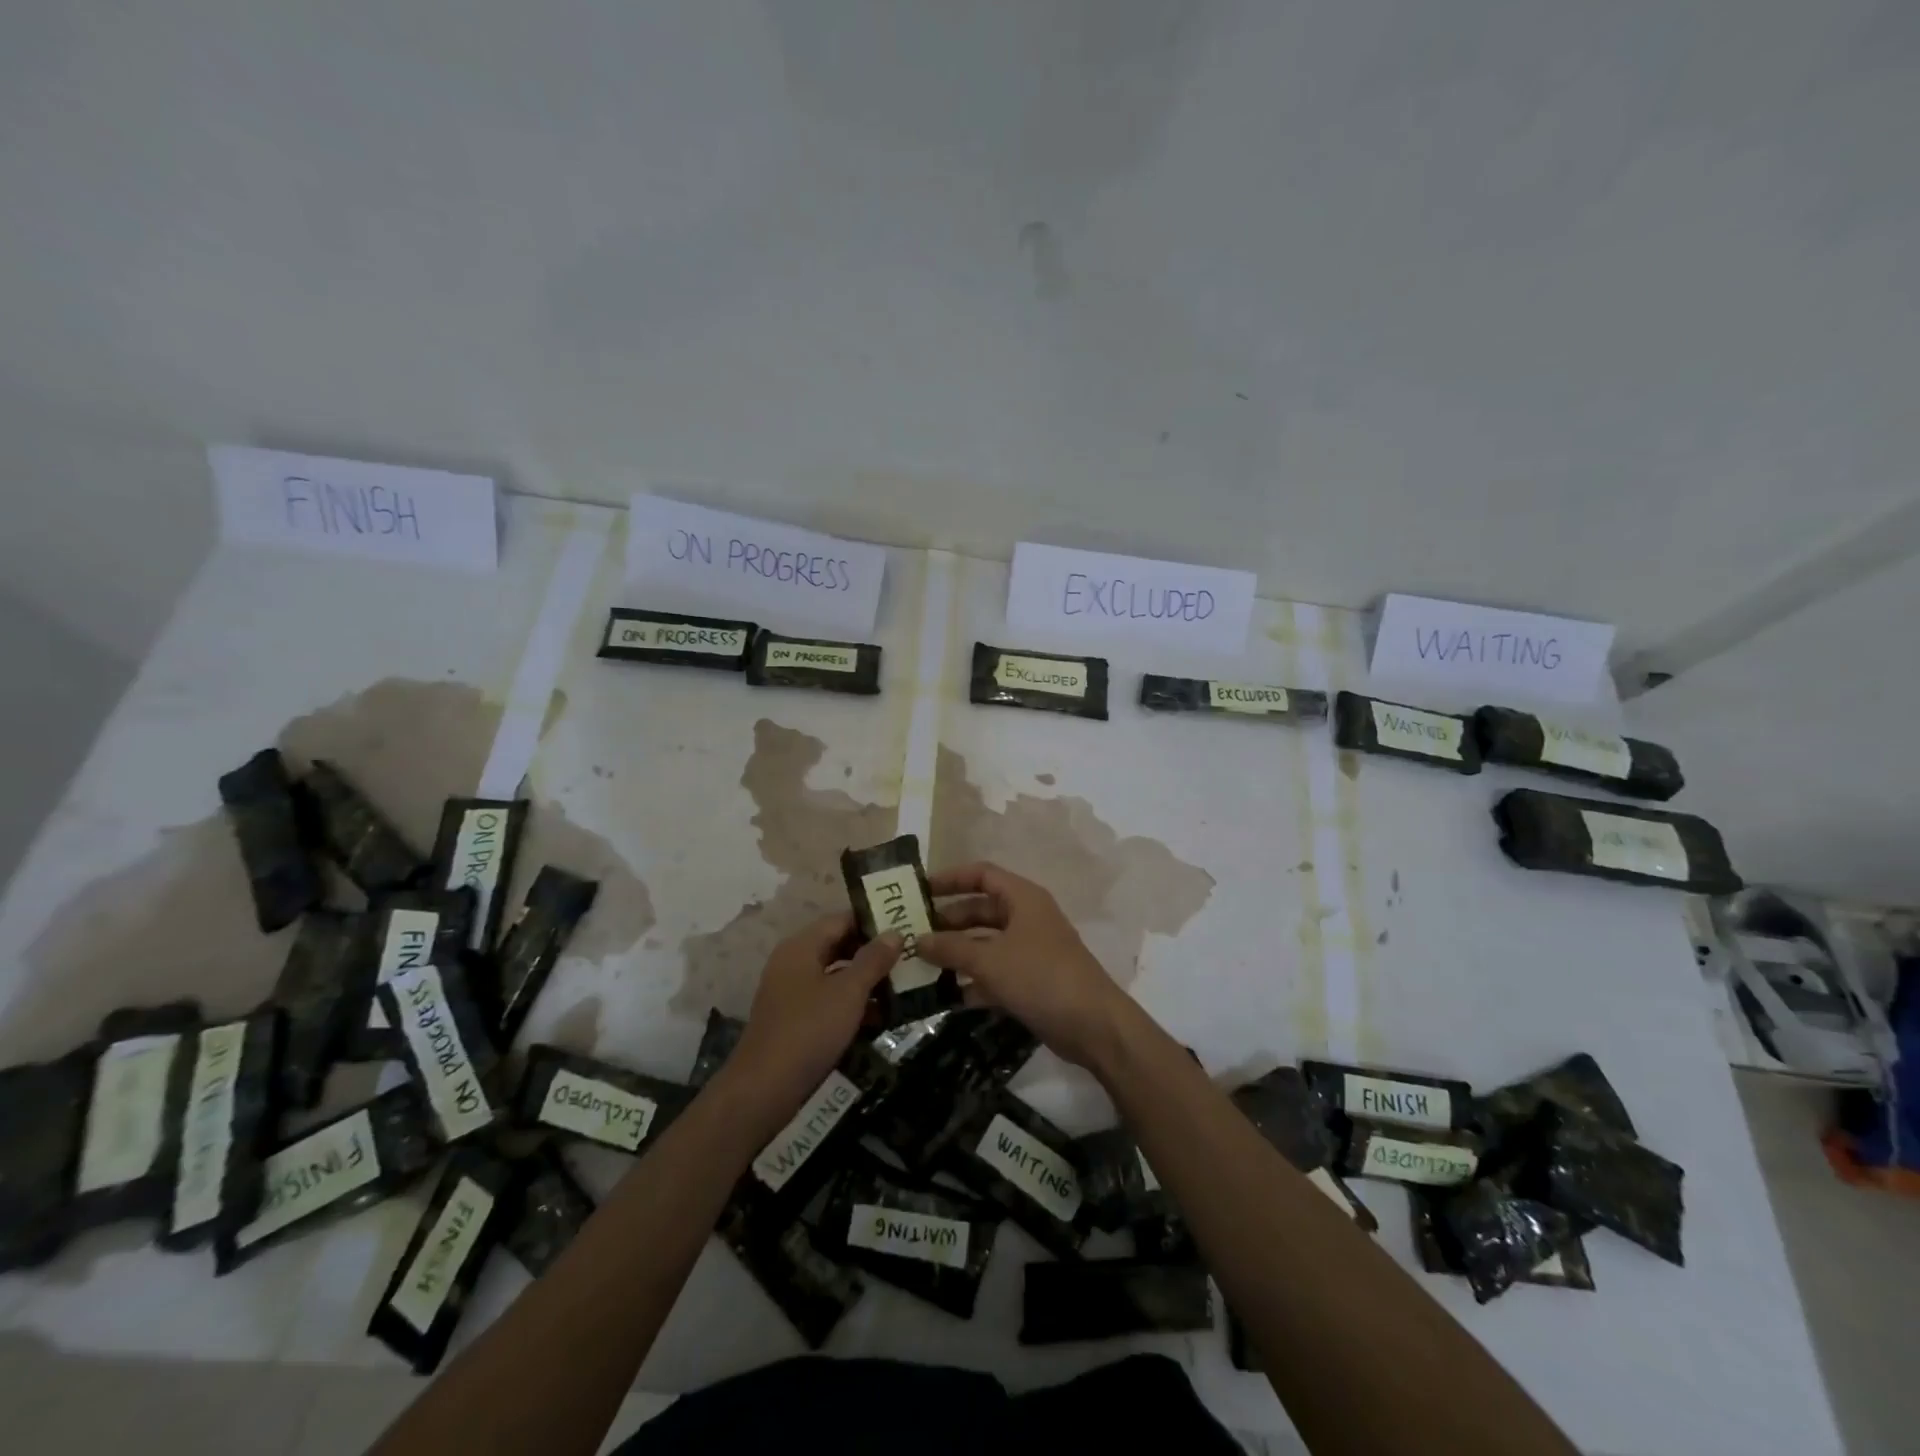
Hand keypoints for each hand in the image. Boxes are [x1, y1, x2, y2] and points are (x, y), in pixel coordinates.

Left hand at [728, 913, 900, 1112]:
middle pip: (838, 945)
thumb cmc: (809, 1030)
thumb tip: (895, 933)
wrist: (765, 1089)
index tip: (905, 926)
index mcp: (801, 947)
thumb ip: (873, 960)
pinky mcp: (796, 1020)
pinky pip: (829, 1000)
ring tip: (903, 985)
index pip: (841, 919)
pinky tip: (881, 1016)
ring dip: (866, 980)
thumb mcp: (848, 992)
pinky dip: (853, 1004)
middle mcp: (793, 963)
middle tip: (909, 956)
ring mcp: (792, 993)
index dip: (873, 921)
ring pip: (836, 975)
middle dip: (873, 952)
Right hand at [916, 861, 1128, 1068]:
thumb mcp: (990, 960)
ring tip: (921, 965)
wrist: (1093, 1026)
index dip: (950, 879)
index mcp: (1023, 898)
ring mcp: (1030, 951)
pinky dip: (973, 981)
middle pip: (981, 910)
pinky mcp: (1031, 981)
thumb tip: (917, 941)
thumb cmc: (1041, 977)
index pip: (982, 875)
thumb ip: (951, 948)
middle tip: (912, 935)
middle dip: (948, 922)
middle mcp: (1027, 918)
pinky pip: (994, 973)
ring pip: (985, 944)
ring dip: (957, 953)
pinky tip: (946, 996)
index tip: (919, 891)